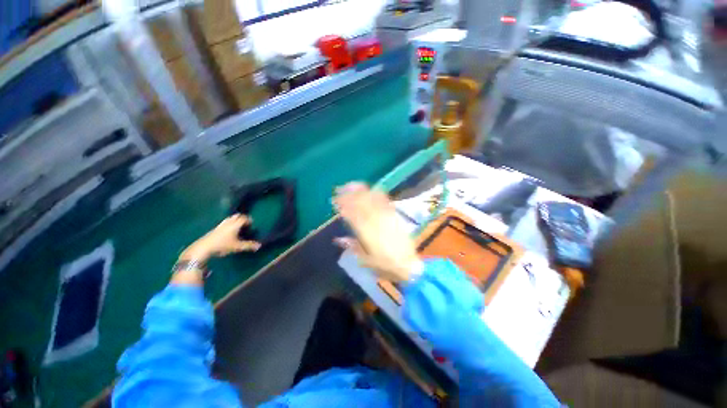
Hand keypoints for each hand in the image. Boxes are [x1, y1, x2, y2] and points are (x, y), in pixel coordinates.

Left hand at [180, 214, 260, 261]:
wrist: (203, 247)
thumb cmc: (222, 245)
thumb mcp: (237, 246)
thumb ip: (248, 245)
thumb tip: (259, 245)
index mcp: (235, 225)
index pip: (243, 218)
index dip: (249, 220)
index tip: (252, 224)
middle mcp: (228, 223)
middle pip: (236, 216)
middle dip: (242, 218)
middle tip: (246, 224)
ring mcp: (220, 225)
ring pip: (229, 219)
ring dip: (234, 220)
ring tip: (238, 226)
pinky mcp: (214, 229)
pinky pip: (224, 223)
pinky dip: (229, 224)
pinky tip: (229, 231)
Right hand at [333, 182, 421, 282]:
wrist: (408, 265)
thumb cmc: (384, 265)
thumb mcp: (365, 261)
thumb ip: (352, 246)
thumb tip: (338, 239)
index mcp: (367, 233)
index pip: (352, 215)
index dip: (343, 206)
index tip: (335, 200)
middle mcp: (376, 222)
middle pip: (361, 204)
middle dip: (349, 195)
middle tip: (340, 189)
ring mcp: (387, 217)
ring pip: (372, 200)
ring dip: (361, 191)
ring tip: (352, 185)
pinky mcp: (395, 216)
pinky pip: (385, 202)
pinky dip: (377, 194)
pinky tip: (372, 189)